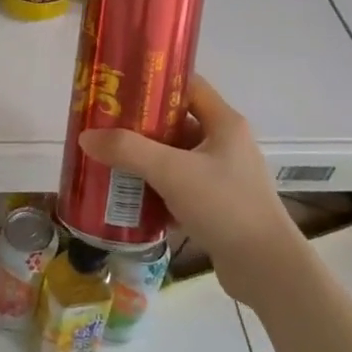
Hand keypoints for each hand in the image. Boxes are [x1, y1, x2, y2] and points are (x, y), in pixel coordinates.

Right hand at [78, 74, 301, 303]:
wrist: (266, 269)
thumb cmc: (224, 206)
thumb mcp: (172, 172)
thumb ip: (128, 150)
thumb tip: (85, 137)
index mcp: (224, 123)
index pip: (188, 86)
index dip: (155, 83)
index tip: (120, 88)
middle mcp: (226, 144)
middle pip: (177, 123)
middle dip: (141, 126)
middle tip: (106, 128)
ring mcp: (224, 176)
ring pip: (176, 158)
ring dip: (146, 161)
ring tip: (110, 162)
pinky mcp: (219, 205)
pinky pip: (180, 187)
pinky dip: (157, 190)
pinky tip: (129, 198)